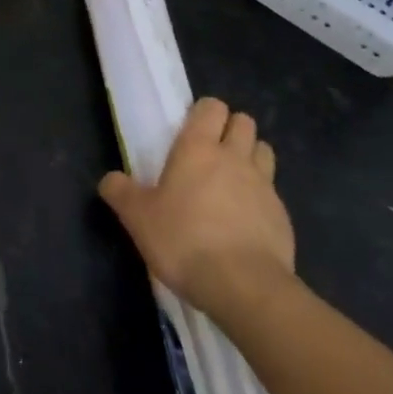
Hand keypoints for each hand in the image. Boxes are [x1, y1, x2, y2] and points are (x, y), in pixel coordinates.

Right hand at [99, 97, 295, 318]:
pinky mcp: (283, 215)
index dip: (203, 113)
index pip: (211, 107)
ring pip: (263, 150)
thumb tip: (110, 180)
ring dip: (251, 156)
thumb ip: (121, 193)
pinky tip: (247, 220)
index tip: (190, 131)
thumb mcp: (138, 218)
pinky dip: (261, 196)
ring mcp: (264, 185)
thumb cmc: (184, 240)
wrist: (244, 286)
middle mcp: (235, 157)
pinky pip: (273, 191)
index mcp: (198, 148)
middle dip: (230, 129)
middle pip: (243, 122)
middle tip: (211, 153)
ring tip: (233, 180)